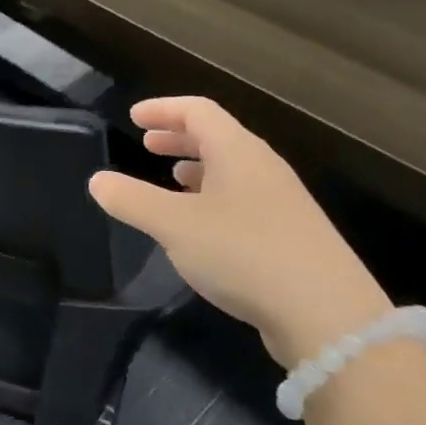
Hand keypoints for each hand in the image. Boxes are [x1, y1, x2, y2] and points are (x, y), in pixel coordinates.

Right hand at [88, 97, 390, 368]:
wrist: (328, 315)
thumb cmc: (244, 254)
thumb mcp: (174, 226)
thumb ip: (132, 200)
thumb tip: (97, 180)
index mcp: (238, 152)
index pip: (198, 111)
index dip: (163, 109)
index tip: (134, 117)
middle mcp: (263, 168)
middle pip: (218, 136)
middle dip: (179, 136)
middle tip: (147, 143)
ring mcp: (282, 202)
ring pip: (232, 170)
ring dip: (198, 168)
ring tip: (171, 179)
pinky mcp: (290, 235)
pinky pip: (243, 199)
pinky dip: (214, 197)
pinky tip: (203, 225)